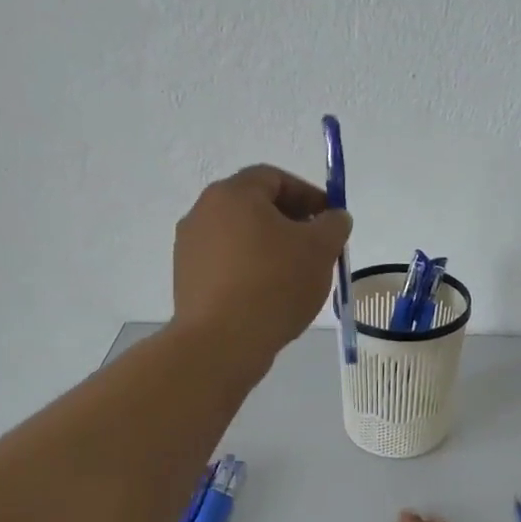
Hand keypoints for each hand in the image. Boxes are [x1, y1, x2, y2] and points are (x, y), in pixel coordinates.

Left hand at [172, 164, 352, 367]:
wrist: (221, 342)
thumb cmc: (274, 284)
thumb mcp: (320, 249)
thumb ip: (334, 224)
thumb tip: (333, 218)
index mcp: (233, 193)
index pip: (275, 178)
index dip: (308, 195)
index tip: (331, 220)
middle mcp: (203, 212)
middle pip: (255, 206)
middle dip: (291, 222)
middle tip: (317, 247)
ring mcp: (190, 247)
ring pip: (240, 236)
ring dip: (270, 247)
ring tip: (296, 275)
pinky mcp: (186, 279)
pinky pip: (227, 264)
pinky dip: (250, 269)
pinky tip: (269, 295)